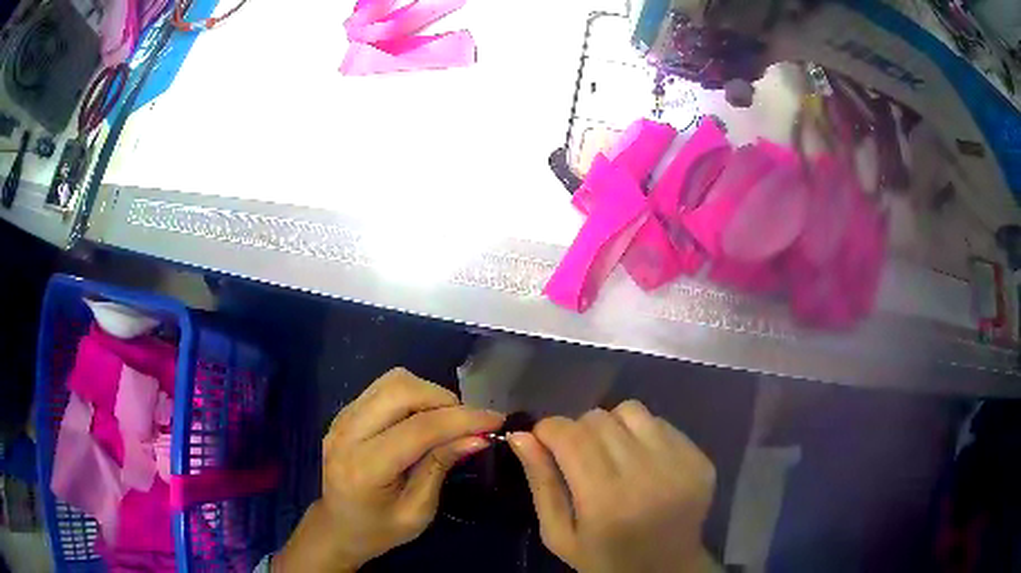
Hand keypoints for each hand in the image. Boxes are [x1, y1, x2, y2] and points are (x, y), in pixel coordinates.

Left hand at [275, 368, 504, 571]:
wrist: (337, 527)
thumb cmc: (379, 530)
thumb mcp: (418, 512)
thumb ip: (441, 467)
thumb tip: (477, 436)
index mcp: (365, 468)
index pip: (419, 429)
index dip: (462, 420)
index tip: (496, 420)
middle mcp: (347, 434)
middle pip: (401, 390)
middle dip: (444, 399)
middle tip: (468, 423)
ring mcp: (341, 419)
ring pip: (392, 381)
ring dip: (429, 393)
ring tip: (447, 421)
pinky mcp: (344, 413)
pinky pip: (383, 388)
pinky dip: (412, 395)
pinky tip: (423, 419)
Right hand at [509, 401, 716, 572]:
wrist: (667, 569)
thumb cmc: (604, 559)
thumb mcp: (560, 534)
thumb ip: (541, 484)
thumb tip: (521, 436)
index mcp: (605, 500)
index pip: (569, 435)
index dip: (548, 429)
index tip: (544, 441)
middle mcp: (646, 474)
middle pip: (598, 419)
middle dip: (577, 431)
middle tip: (577, 457)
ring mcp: (679, 463)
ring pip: (631, 411)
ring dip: (611, 426)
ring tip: (611, 454)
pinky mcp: (698, 459)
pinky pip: (661, 423)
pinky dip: (642, 434)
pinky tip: (641, 460)